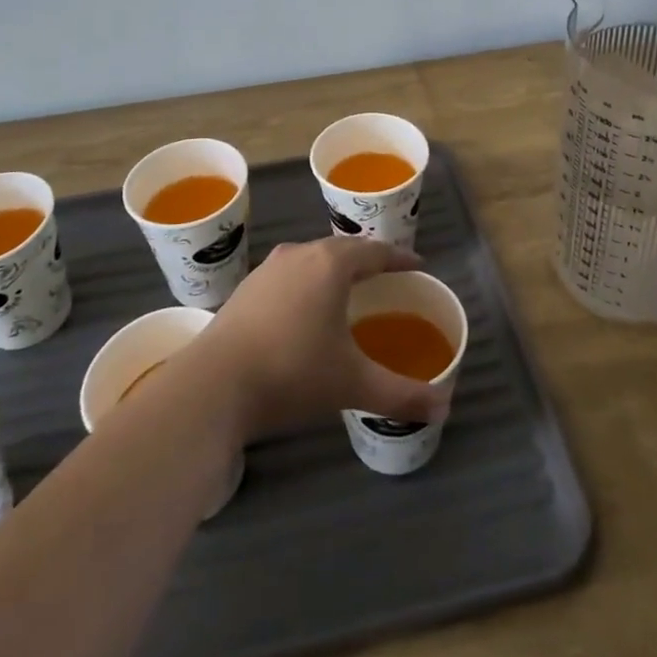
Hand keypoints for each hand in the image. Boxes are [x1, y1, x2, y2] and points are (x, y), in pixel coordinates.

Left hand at [189, 237, 449, 440]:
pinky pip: (289, 275)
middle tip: (387, 278)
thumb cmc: (292, 373)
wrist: (212, 386)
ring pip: (312, 259)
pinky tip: (305, 310)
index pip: (375, 251)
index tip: (418, 266)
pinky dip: (307, 283)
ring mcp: (267, 270)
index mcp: (331, 264)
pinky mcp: (245, 289)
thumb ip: (400, 393)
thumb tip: (443, 406)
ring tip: (348, 290)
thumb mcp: (352, 385)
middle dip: (367, 261)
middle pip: (342, 249)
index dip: (400, 258)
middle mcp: (300, 255)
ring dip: (333, 269)